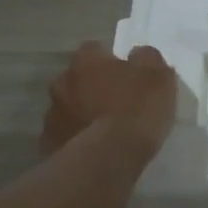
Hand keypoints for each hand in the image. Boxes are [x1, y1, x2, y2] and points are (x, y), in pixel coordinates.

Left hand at [41, 42, 178, 159]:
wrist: (107, 158)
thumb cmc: (135, 110)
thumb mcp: (158, 77)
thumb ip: (147, 59)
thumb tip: (138, 54)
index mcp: (86, 61)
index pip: (95, 49)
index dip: (111, 61)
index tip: (126, 75)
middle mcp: (62, 82)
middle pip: (77, 78)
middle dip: (92, 87)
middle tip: (115, 103)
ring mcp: (52, 114)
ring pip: (68, 107)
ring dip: (82, 113)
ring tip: (104, 130)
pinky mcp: (49, 143)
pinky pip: (64, 135)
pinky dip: (75, 138)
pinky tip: (92, 149)